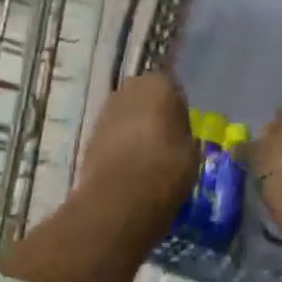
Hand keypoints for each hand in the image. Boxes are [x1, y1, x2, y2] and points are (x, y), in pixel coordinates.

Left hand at [74, 72, 198, 238]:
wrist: (119, 197)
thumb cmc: (166, 167)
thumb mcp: (191, 151)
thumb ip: (182, 133)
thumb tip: (175, 135)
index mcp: (159, 84)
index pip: (173, 89)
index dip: (178, 111)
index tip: (181, 132)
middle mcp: (129, 88)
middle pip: (145, 97)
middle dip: (152, 114)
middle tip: (164, 142)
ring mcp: (105, 109)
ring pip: (126, 115)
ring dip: (134, 129)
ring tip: (145, 158)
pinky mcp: (90, 133)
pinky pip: (111, 134)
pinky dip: (118, 145)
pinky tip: (127, 167)